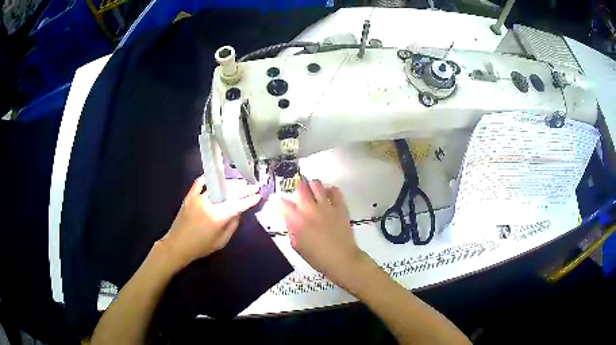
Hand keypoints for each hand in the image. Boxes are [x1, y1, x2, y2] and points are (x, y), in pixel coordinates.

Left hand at [161, 176, 260, 269]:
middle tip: (253, 186)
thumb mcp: (221, 241)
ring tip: (239, 184)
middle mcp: (210, 204)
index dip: (250, 199)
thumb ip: (232, 225)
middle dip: (244, 188)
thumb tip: (239, 212)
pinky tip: (214, 177)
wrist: (177, 245)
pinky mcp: (190, 196)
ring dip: (230, 184)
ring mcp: (198, 198)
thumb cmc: (201, 247)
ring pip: (218, 186)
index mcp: (219, 217)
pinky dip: (207, 179)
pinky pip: (199, 183)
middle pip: (230, 192)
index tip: (258, 195)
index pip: (239, 204)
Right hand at [279, 181, 367, 287]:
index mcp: (297, 221)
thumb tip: (290, 219)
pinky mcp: (340, 206)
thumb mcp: (297, 246)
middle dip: (297, 190)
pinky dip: (329, 190)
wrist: (341, 259)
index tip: (282, 205)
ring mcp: (326, 206)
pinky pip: (335, 191)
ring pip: (316, 184)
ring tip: (313, 193)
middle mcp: (310, 209)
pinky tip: (327, 196)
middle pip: (300, 188)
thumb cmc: (317, 257)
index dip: (281, 203)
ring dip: (312, 187)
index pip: (283, 204)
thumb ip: (292, 230)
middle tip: (299, 196)